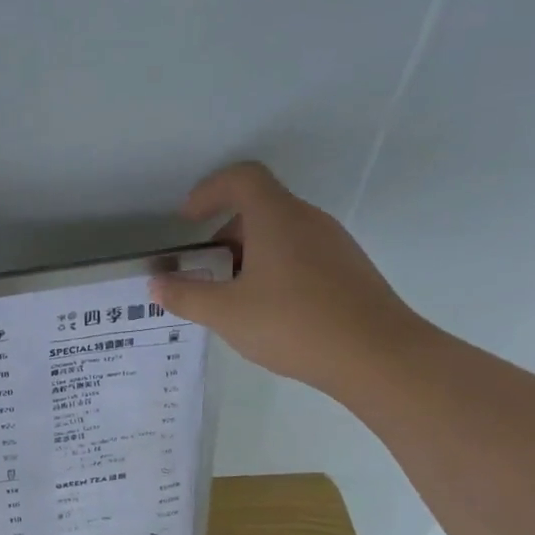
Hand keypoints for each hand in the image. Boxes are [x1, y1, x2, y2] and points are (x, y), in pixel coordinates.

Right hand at [149, 162, 428, 396]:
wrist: (377, 356)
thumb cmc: (293, 324)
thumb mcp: (226, 314)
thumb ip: (186, 296)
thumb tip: (156, 284)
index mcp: (277, 218)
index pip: (241, 178)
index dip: (208, 191)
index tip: (188, 222)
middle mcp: (308, 220)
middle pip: (260, 208)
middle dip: (224, 234)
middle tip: (204, 271)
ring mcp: (334, 244)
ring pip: (281, 234)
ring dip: (249, 255)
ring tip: (233, 298)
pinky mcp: (349, 270)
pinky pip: (301, 255)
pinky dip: (275, 269)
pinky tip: (269, 312)